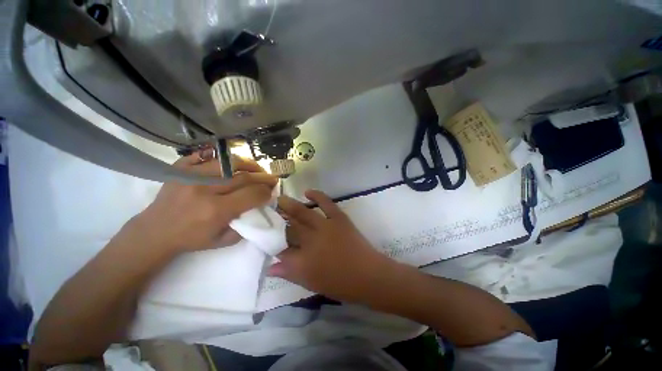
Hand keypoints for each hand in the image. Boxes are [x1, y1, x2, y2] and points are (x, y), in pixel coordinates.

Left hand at [129, 152, 277, 252]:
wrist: (155, 232)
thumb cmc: (191, 239)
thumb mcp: (223, 240)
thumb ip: (245, 224)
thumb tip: (260, 207)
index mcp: (216, 211)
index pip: (251, 194)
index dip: (266, 192)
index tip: (272, 192)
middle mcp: (204, 190)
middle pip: (244, 177)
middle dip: (263, 177)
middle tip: (272, 178)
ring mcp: (190, 176)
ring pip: (229, 162)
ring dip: (248, 164)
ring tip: (257, 168)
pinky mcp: (180, 169)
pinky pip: (206, 156)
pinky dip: (223, 159)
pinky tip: (232, 164)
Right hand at [271, 190, 396, 302]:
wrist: (368, 275)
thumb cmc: (340, 284)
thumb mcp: (311, 283)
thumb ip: (289, 273)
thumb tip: (270, 267)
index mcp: (302, 260)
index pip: (280, 248)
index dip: (271, 241)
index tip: (265, 234)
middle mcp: (310, 240)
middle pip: (289, 227)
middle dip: (277, 219)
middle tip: (267, 211)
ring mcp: (325, 226)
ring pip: (303, 213)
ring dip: (290, 205)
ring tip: (280, 199)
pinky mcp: (338, 218)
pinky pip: (326, 203)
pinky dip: (317, 195)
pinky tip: (307, 191)